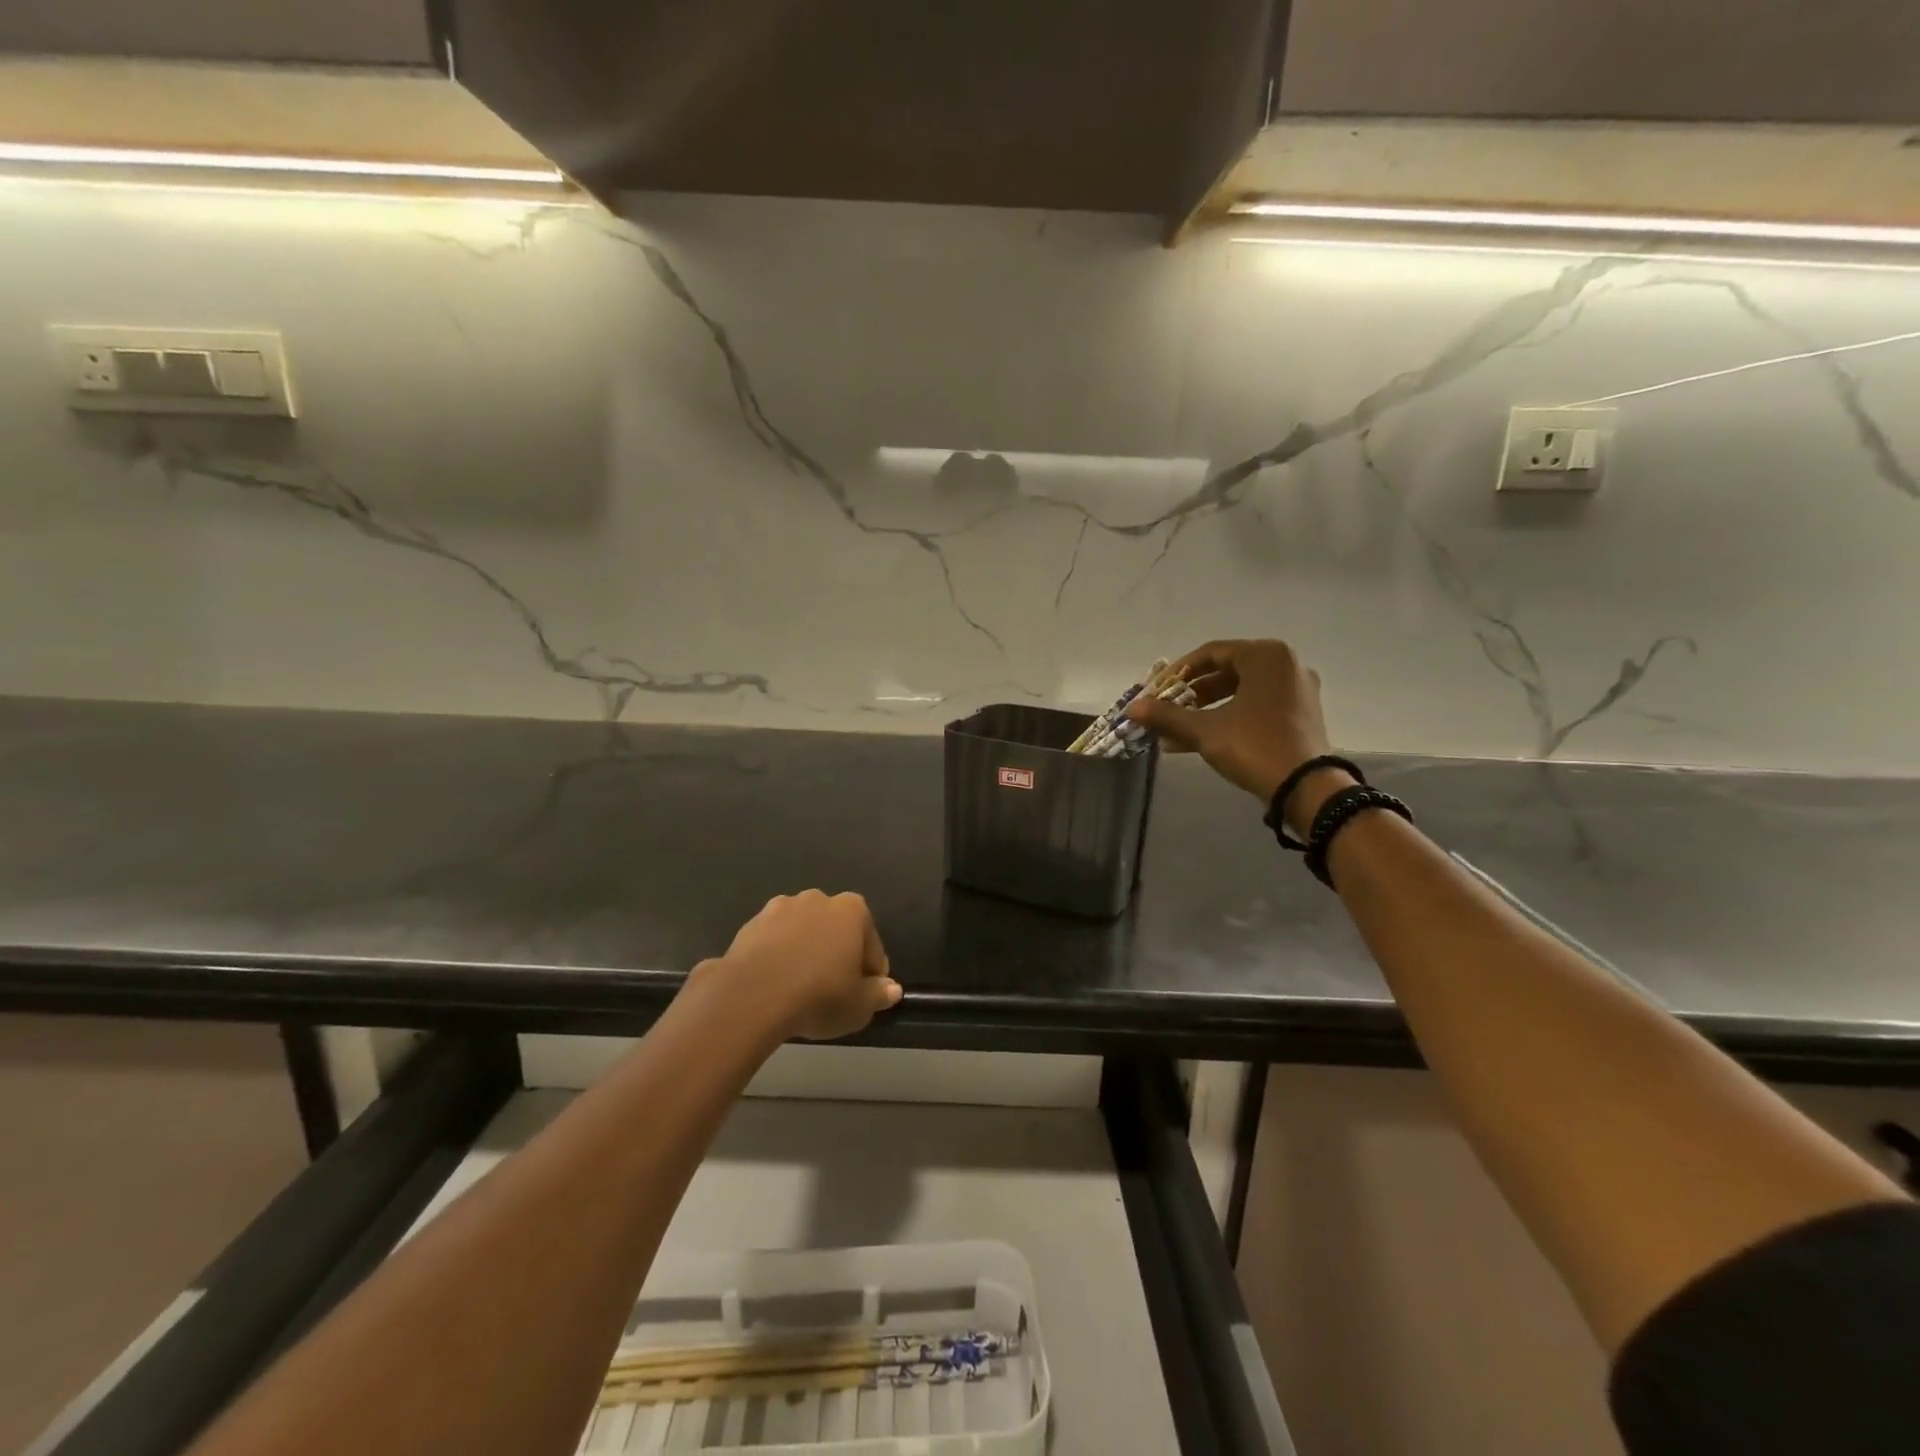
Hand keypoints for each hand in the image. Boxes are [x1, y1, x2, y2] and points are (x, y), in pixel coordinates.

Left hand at [705, 890, 901, 1041]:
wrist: (751, 996)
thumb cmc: (818, 996)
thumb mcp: (859, 1006)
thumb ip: (879, 994)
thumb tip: (891, 989)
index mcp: (852, 910)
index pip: (872, 945)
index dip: (870, 974)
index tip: (863, 996)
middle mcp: (818, 899)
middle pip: (836, 931)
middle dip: (836, 955)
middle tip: (832, 992)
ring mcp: (780, 907)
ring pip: (803, 933)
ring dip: (805, 952)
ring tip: (799, 989)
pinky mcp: (750, 924)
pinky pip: (773, 942)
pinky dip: (777, 957)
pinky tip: (774, 985)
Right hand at [1126, 639, 1345, 830]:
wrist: (1307, 788)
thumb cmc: (1254, 746)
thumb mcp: (1205, 730)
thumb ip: (1167, 716)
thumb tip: (1132, 708)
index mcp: (1265, 656)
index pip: (1211, 653)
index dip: (1178, 672)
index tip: (1156, 690)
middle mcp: (1285, 664)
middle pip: (1227, 671)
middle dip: (1192, 693)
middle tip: (1167, 709)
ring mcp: (1297, 690)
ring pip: (1241, 691)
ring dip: (1207, 708)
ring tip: (1178, 729)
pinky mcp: (1301, 714)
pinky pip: (1257, 706)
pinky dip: (1230, 716)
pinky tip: (1203, 738)